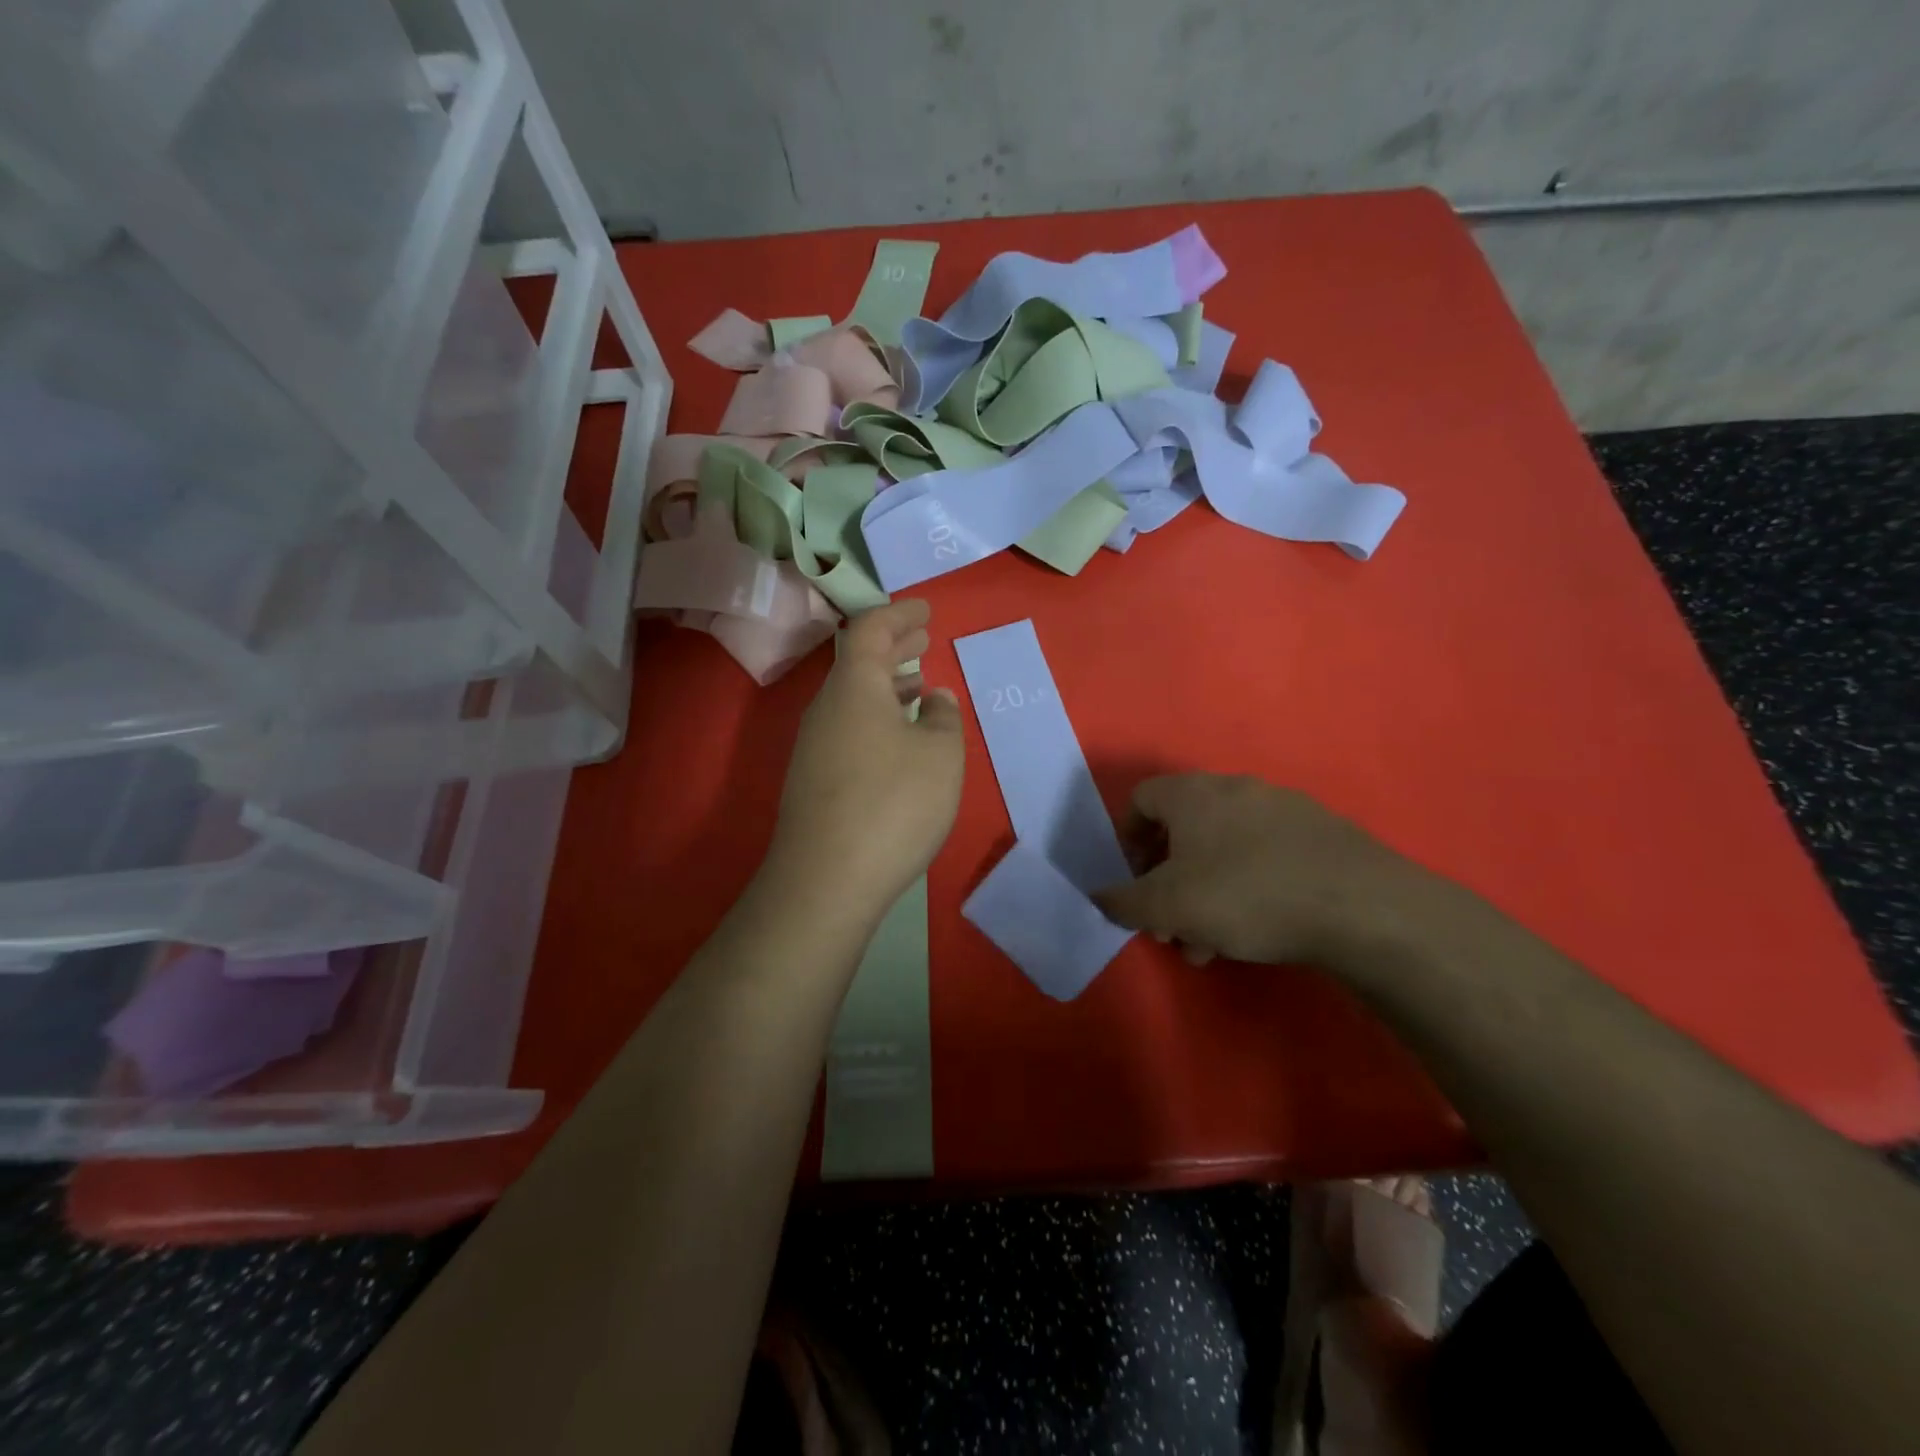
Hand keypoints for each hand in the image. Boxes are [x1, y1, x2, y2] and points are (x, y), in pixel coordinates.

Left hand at [764, 599, 963, 920]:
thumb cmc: (894, 803)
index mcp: (854, 686)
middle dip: (894, 646)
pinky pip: (849, 728)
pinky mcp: (813, 780)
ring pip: (853, 698)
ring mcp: (814, 745)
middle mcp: (826, 708)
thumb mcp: (941, 755)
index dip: (900, 614)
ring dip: (887, 685)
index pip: (871, 630)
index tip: (926, 609)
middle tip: (923, 637)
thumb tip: (934, 697)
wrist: (827, 879)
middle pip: (858, 662)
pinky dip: (877, 717)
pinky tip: (899, 738)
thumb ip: (944, 718)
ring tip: (919, 684)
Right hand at [1092, 775, 1436, 969]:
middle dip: (1169, 881)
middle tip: (1170, 925)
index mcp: (1194, 794)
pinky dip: (1247, 889)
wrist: (1362, 907)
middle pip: (1184, 830)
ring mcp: (1284, 808)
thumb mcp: (1167, 906)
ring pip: (1224, 850)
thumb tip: (1099, 896)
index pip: (1141, 798)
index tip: (1134, 880)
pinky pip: (1265, 857)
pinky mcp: (1322, 835)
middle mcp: (1236, 789)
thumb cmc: (1246, 896)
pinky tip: (1257, 933)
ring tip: (1210, 945)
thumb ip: (1123, 901)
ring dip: (1206, 894)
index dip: (1127, 839)